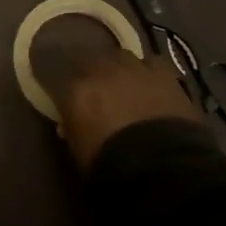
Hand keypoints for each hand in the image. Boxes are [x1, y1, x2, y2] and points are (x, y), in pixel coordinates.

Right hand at [29, 12, 196, 170]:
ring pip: (121, 57)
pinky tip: (152, 84)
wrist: (166, 169)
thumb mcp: (80, 155)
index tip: (63, 95)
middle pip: (91, 61)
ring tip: (125, 85)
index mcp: (76, 91)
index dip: (63, 88)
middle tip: (98, 91)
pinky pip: (151, 63)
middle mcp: (102, 70)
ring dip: (120, 69)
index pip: (59, 79)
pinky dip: (149, 72)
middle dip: (93, 74)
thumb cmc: (113, 169)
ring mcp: (134, 68)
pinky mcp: (164, 73)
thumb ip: (73, 131)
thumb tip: (68, 123)